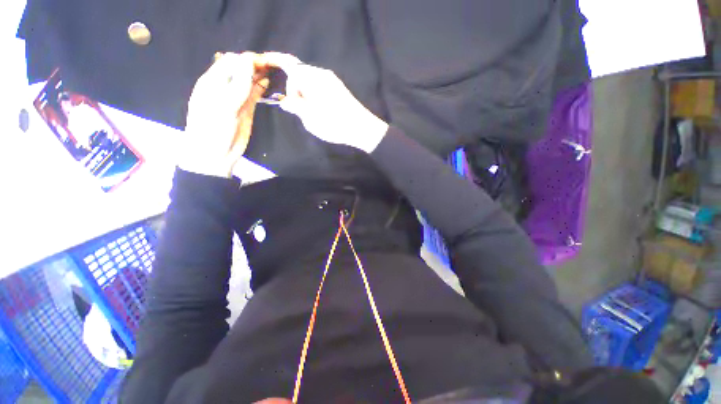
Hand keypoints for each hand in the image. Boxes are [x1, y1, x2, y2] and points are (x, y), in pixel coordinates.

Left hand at [180, 52, 269, 176]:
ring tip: (275, 71)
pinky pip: (254, 93)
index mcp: (213, 81)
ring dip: (260, 74)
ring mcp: (237, 98)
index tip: (265, 62)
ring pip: (249, 80)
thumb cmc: (214, 129)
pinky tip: (269, 83)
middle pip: (241, 69)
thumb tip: (247, 60)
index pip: (231, 61)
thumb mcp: (224, 106)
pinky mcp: (247, 109)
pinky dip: (261, 87)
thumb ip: (237, 85)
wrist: (216, 153)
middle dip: (256, 65)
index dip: (247, 59)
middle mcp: (225, 86)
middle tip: (274, 66)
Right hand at [263, 52, 388, 152]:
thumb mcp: (310, 118)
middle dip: (294, 89)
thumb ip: (295, 107)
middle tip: (299, 110)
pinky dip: (314, 95)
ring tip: (311, 113)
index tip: (268, 65)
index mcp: (312, 78)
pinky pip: (319, 86)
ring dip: (305, 94)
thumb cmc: (334, 124)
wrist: (361, 128)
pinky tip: (319, 110)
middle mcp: (322, 74)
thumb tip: (285, 101)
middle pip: (299, 74)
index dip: (276, 61)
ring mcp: (332, 81)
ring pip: (309, 81)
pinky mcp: (338, 88)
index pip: (289, 64)